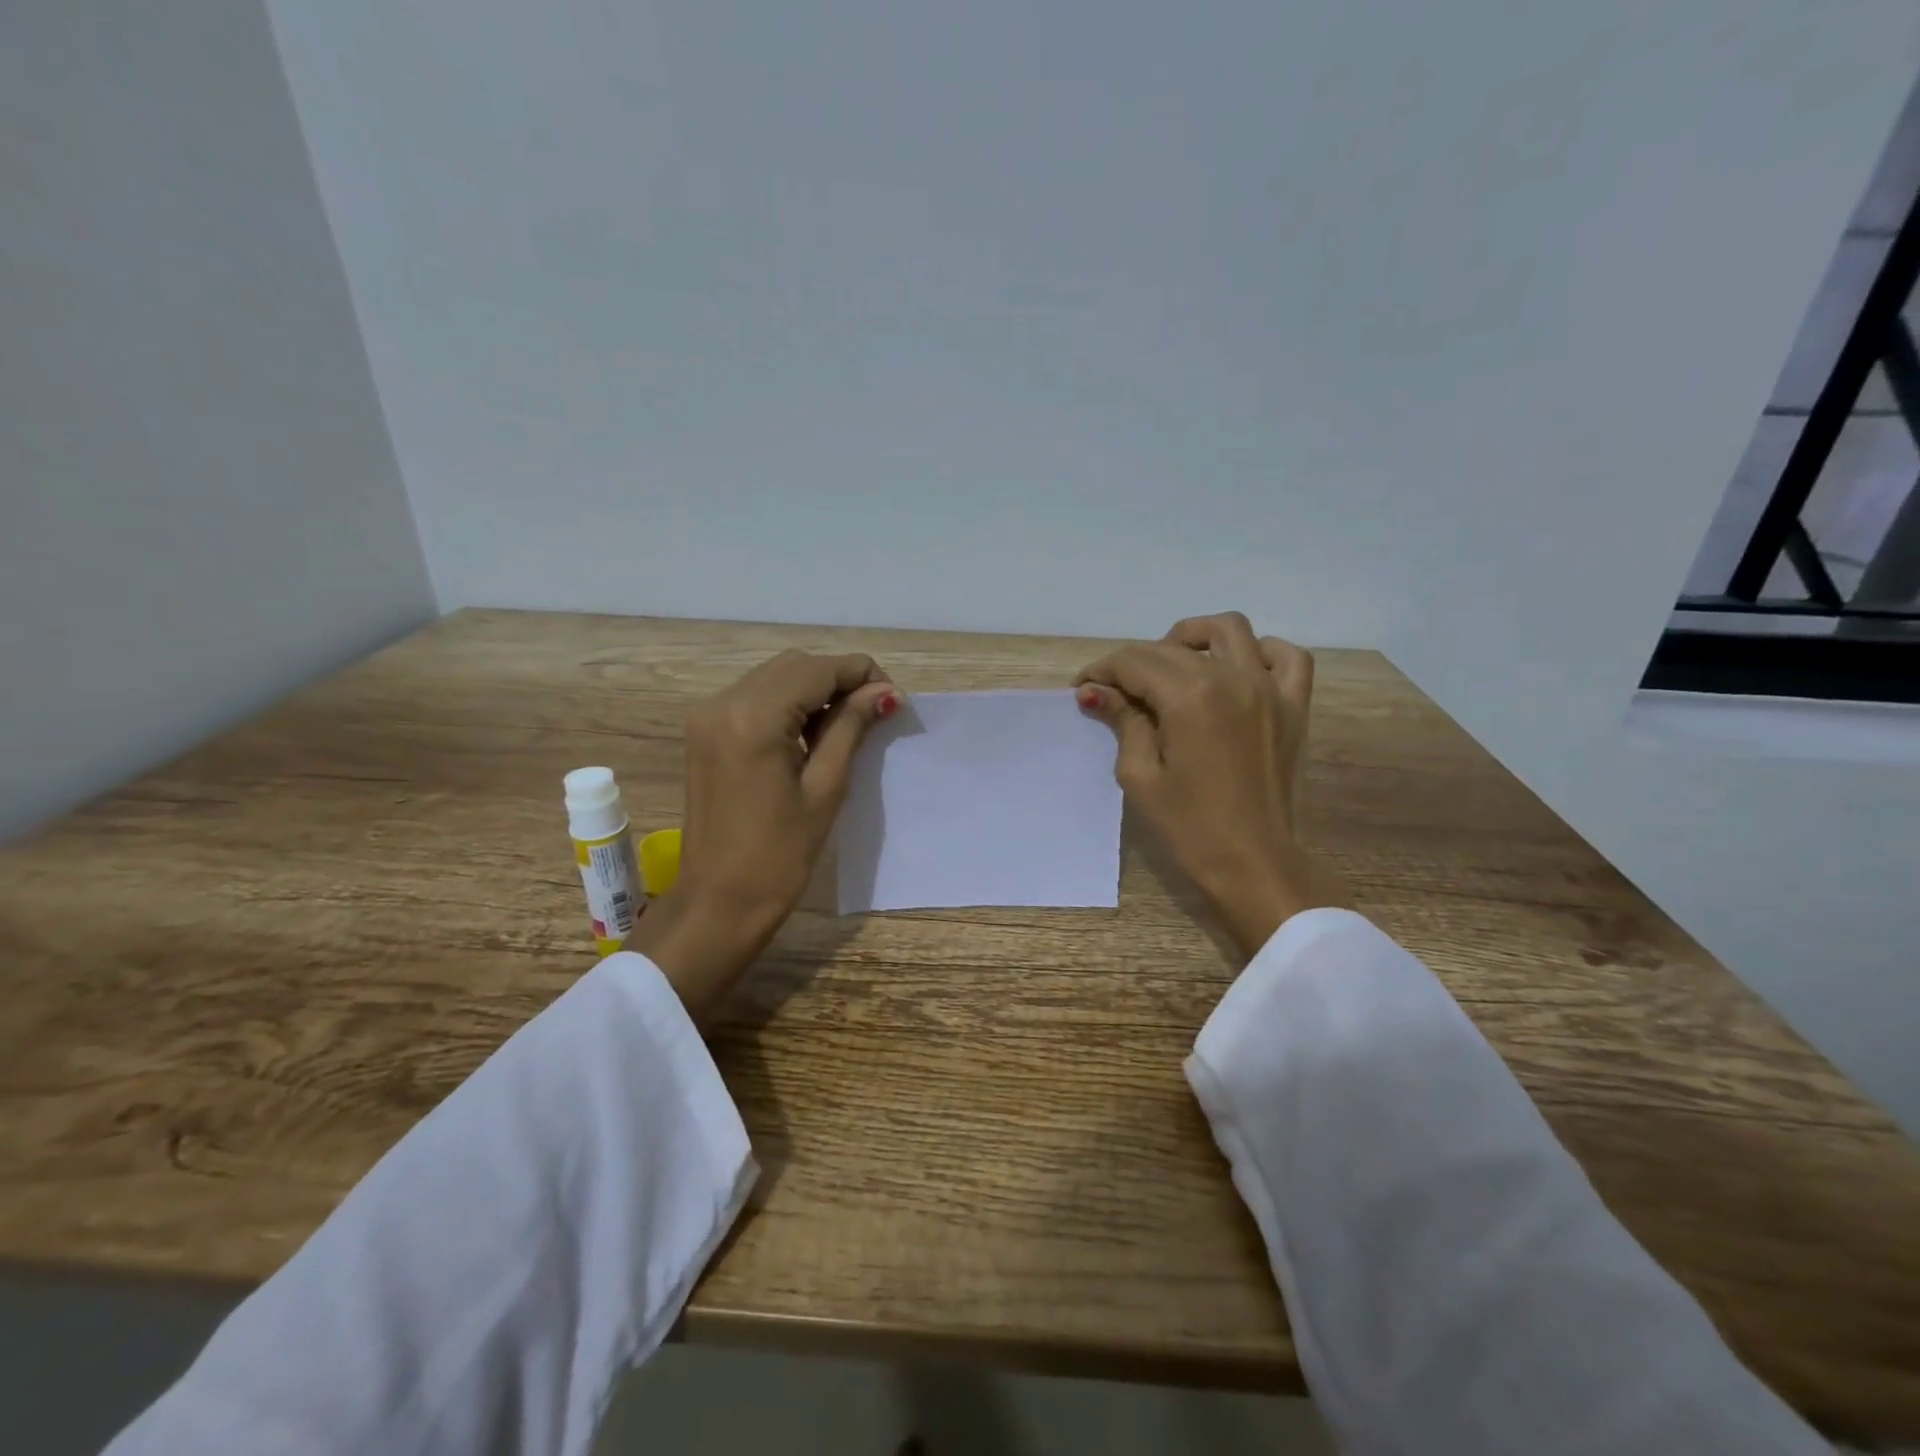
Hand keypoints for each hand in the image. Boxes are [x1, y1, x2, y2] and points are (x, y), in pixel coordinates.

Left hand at [630, 650, 899, 1019]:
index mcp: (753, 717)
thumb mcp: (825, 788)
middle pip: (794, 665)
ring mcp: (707, 716)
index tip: (893, 700)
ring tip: (846, 725)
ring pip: (773, 677)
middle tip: (874, 713)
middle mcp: (722, 702)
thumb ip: (851, 727)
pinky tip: (809, 733)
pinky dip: (787, 703)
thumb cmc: (779, 856)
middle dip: (838, 679)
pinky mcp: (704, 732)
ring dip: (813, 689)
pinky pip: (754, 697)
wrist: (718, 903)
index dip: (861, 675)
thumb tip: (886, 692)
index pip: (817, 669)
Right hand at [1075, 612, 1350, 957]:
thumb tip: (1095, 691)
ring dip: (1193, 639)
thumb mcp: (1140, 775)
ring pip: (1229, 629)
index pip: (1134, 662)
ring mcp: (1270, 688)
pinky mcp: (1295, 706)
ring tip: (1174, 667)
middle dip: (1133, 663)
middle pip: (1171, 647)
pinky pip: (1287, 656)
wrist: (1254, 865)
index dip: (1102, 671)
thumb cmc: (1189, 827)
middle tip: (1116, 693)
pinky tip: (1238, 670)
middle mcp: (1232, 678)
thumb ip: (1123, 721)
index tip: (1084, 689)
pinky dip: (1260, 652)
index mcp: (1189, 697)